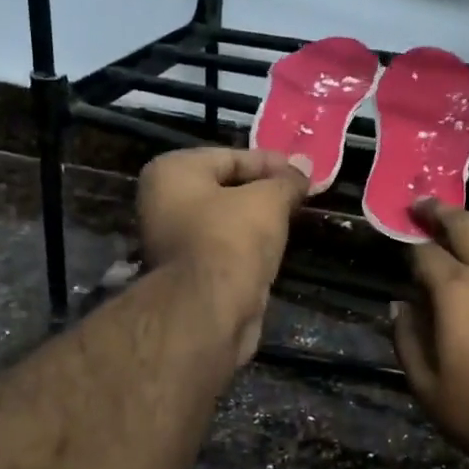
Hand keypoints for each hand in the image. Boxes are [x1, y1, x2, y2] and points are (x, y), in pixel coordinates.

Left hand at [138, 146, 312, 365]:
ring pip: (226, 223)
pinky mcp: (188, 275)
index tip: (303, 172)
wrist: (209, 311)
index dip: (270, 163)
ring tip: (295, 220)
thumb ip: (287, 181)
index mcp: (171, 172)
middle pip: (226, 189)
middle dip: (264, 193)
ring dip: (257, 223)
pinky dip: (248, 249)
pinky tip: (276, 250)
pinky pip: (225, 250)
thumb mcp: (268, 200)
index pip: (230, 157)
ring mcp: (172, 241)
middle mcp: (163, 203)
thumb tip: (305, 167)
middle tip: (302, 195)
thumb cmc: (232, 239)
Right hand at [391, 199, 468, 468]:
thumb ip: (407, 339)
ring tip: (458, 276)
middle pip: (467, 227)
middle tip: (423, 206)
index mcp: (459, 292)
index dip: (407, 244)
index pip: (424, 252)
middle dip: (440, 212)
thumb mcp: (429, 388)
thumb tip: (399, 306)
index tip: (398, 237)